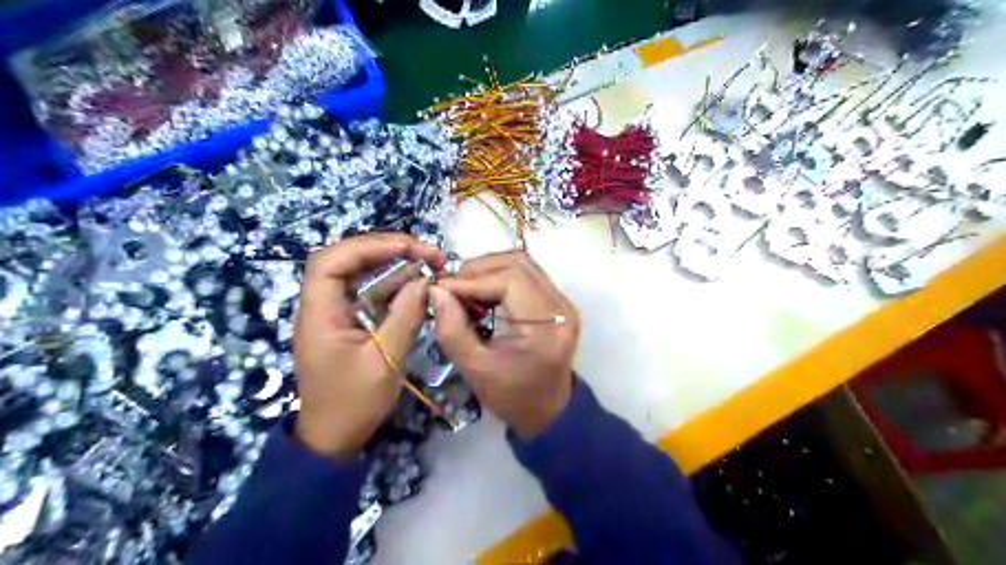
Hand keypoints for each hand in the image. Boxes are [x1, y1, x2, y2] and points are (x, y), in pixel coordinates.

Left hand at [296, 234, 443, 458]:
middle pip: (346, 260)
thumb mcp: (385, 361)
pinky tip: (417, 285)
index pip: (332, 260)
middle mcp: (322, 306)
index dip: (370, 246)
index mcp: (319, 313)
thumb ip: (405, 317)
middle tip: (426, 253)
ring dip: (393, 265)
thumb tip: (426, 281)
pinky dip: (393, 285)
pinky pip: (368, 293)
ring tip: (428, 263)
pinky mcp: (347, 322)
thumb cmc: (354, 404)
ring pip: (360, 274)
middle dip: (386, 250)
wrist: (333, 439)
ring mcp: (334, 313)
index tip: (410, 248)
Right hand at [427, 252, 576, 435]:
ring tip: (464, 292)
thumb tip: (436, 291)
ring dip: (487, 271)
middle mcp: (561, 306)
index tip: (440, 290)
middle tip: (451, 290)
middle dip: (477, 271)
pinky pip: (525, 275)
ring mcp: (562, 301)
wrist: (548, 410)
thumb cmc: (512, 397)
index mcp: (546, 326)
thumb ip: (452, 330)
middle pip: (517, 264)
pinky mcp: (557, 301)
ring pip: (521, 264)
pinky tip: (481, 296)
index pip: (509, 281)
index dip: (470, 281)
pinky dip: (498, 278)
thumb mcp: (475, 370)